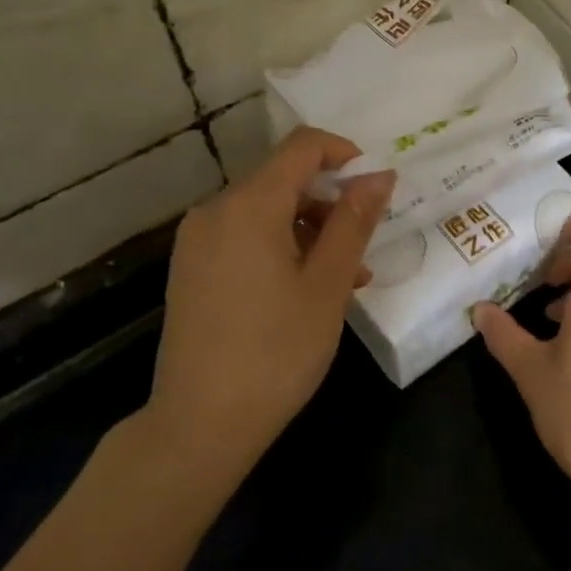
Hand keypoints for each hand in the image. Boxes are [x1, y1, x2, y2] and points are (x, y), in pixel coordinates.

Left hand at [144, 127, 394, 494]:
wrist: (200, 424)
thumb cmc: (277, 351)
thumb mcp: (328, 284)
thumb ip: (354, 221)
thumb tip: (379, 174)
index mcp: (249, 205)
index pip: (302, 146)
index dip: (345, 154)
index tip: (376, 188)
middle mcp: (215, 210)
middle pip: (284, 180)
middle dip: (331, 204)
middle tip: (364, 250)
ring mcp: (198, 241)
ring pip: (267, 212)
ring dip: (311, 231)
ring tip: (345, 280)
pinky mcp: (191, 268)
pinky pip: (245, 238)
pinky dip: (281, 249)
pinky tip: (306, 290)